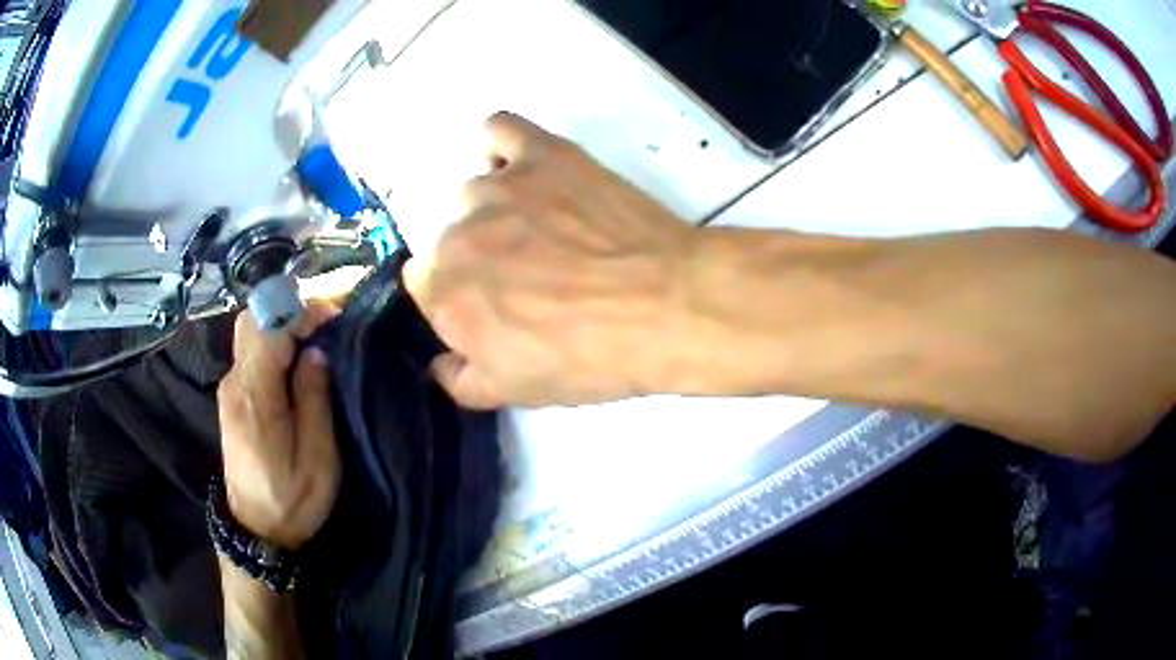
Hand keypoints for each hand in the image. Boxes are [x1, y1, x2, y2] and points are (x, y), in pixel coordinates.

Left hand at [217, 301, 340, 549]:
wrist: (257, 530)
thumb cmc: (292, 499)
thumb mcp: (317, 457)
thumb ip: (315, 399)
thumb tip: (316, 352)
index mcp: (255, 396)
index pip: (269, 326)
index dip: (302, 310)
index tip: (335, 318)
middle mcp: (235, 381)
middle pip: (253, 319)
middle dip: (291, 308)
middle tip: (327, 323)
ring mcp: (230, 387)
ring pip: (251, 331)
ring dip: (283, 323)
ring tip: (317, 338)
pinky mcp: (233, 396)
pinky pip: (251, 351)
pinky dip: (274, 341)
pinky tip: (297, 358)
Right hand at [404, 112, 700, 408]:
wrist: (666, 305)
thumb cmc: (590, 357)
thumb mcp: (517, 393)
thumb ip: (460, 381)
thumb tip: (439, 363)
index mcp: (444, 293)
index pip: (424, 284)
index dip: (457, 298)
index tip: (492, 305)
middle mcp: (456, 234)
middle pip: (448, 238)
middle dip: (479, 258)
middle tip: (531, 273)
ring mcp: (497, 187)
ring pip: (473, 192)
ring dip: (496, 210)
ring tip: (544, 227)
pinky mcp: (541, 154)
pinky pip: (499, 130)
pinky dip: (505, 149)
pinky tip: (529, 171)